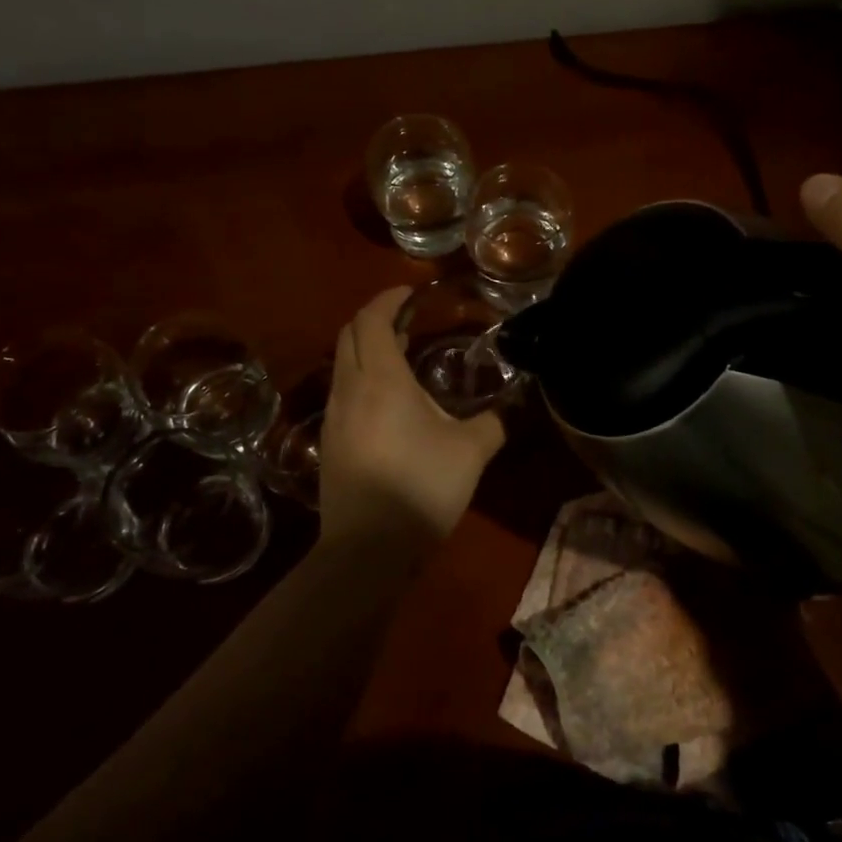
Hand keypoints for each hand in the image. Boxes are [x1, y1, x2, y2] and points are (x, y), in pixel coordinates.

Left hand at [319, 287, 505, 545]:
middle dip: (374, 318)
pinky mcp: (329, 442)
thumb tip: (511, 407)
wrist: (367, 549)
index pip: (373, 319)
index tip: (411, 292)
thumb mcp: (471, 453)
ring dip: (367, 348)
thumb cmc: (421, 488)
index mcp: (381, 379)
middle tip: (408, 319)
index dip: (389, 299)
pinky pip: (342, 390)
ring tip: (402, 355)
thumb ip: (494, 422)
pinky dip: (362, 376)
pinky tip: (388, 400)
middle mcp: (349, 388)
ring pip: (342, 363)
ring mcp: (333, 416)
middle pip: (349, 334)